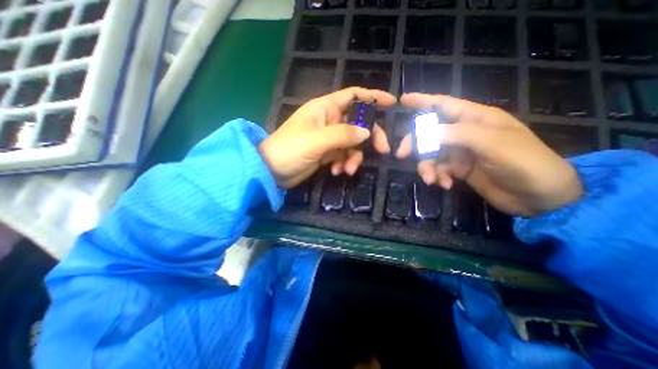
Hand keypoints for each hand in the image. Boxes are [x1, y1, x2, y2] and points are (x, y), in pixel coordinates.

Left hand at [261, 88, 395, 188]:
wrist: (272, 171)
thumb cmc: (289, 149)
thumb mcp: (316, 140)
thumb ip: (343, 135)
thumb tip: (367, 132)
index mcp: (325, 108)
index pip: (353, 95)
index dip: (372, 97)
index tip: (391, 103)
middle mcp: (329, 121)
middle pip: (358, 123)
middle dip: (370, 136)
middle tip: (382, 150)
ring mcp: (328, 138)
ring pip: (352, 143)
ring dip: (354, 157)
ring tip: (346, 170)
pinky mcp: (327, 153)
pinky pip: (343, 155)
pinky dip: (343, 164)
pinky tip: (336, 172)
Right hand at [393, 94, 582, 217]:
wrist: (539, 197)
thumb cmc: (524, 162)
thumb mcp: (493, 144)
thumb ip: (458, 135)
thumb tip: (425, 132)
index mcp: (475, 119)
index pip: (444, 105)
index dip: (423, 101)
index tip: (403, 100)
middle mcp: (464, 133)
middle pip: (429, 133)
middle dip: (415, 143)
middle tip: (402, 155)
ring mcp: (460, 152)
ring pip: (431, 154)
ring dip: (427, 167)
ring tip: (431, 180)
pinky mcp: (458, 169)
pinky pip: (438, 169)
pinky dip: (437, 177)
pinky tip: (445, 185)